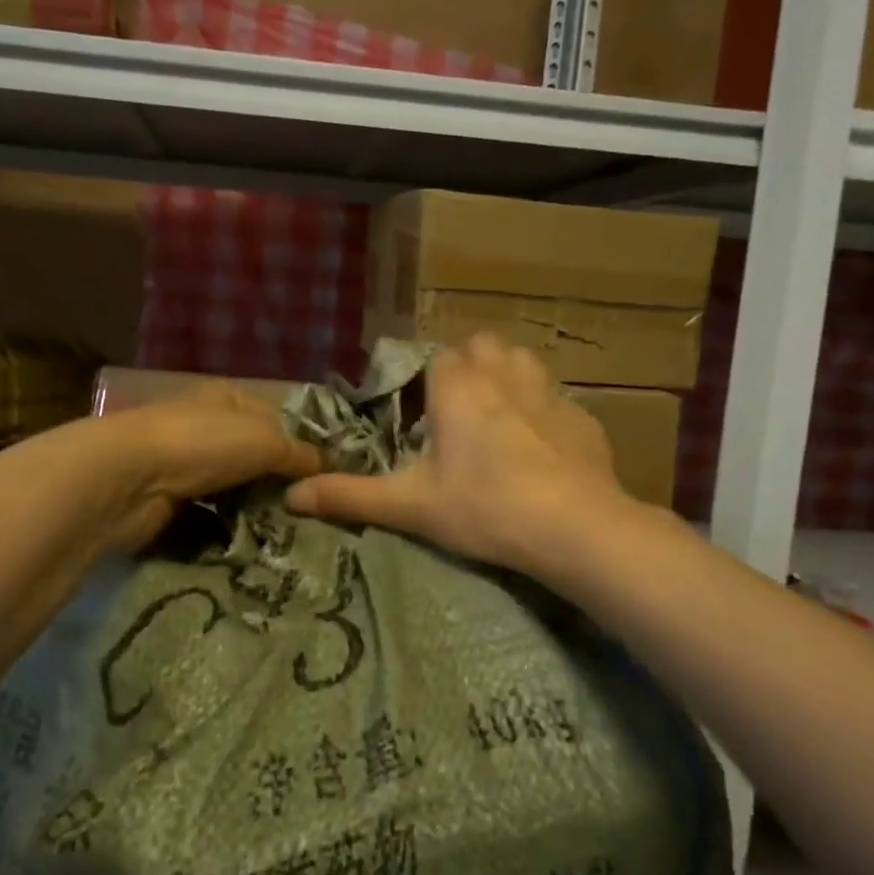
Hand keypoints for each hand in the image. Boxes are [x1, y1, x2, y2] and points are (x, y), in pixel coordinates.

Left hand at [92, 384, 321, 552]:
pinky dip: (230, 529)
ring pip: (235, 490)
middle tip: (316, 515)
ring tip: (293, 535)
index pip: (278, 421)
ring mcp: (186, 466)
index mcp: (229, 399)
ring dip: (257, 510)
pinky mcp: (172, 502)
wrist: (126, 480)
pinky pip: (212, 517)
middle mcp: (208, 428)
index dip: (304, 447)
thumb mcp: (264, 441)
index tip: (331, 478)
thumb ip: (300, 454)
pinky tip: (256, 545)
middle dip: (281, 485)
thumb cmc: (201, 444)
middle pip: (256, 458)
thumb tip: (332, 467)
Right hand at [284, 335, 626, 575]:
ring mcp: (549, 393)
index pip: (438, 358)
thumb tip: (290, 496)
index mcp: (458, 387)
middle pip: (483, 346)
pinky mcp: (583, 418)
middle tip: (459, 414)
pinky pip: (558, 400)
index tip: (424, 417)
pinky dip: (545, 414)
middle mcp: (503, 375)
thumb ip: (350, 496)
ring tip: (500, 420)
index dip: (428, 383)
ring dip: (509, 377)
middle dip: (470, 367)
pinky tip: (544, 451)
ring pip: (524, 361)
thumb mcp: (410, 506)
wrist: (574, 527)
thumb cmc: (483, 507)